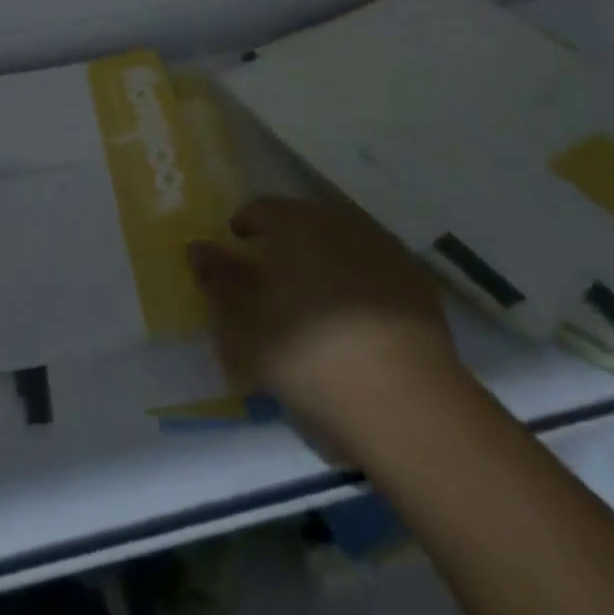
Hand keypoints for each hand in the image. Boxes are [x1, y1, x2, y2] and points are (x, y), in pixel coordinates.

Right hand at [189, 197, 466, 443]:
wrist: (409, 406)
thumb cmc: (312, 358)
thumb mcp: (246, 328)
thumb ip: (219, 282)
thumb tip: (197, 247)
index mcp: (296, 225)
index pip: (261, 209)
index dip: (245, 226)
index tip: (237, 250)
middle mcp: (340, 223)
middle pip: (302, 222)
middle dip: (284, 243)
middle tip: (271, 281)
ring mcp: (384, 251)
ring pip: (340, 244)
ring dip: (322, 261)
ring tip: (313, 303)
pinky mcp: (416, 283)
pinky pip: (373, 270)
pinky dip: (358, 284)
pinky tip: (356, 322)